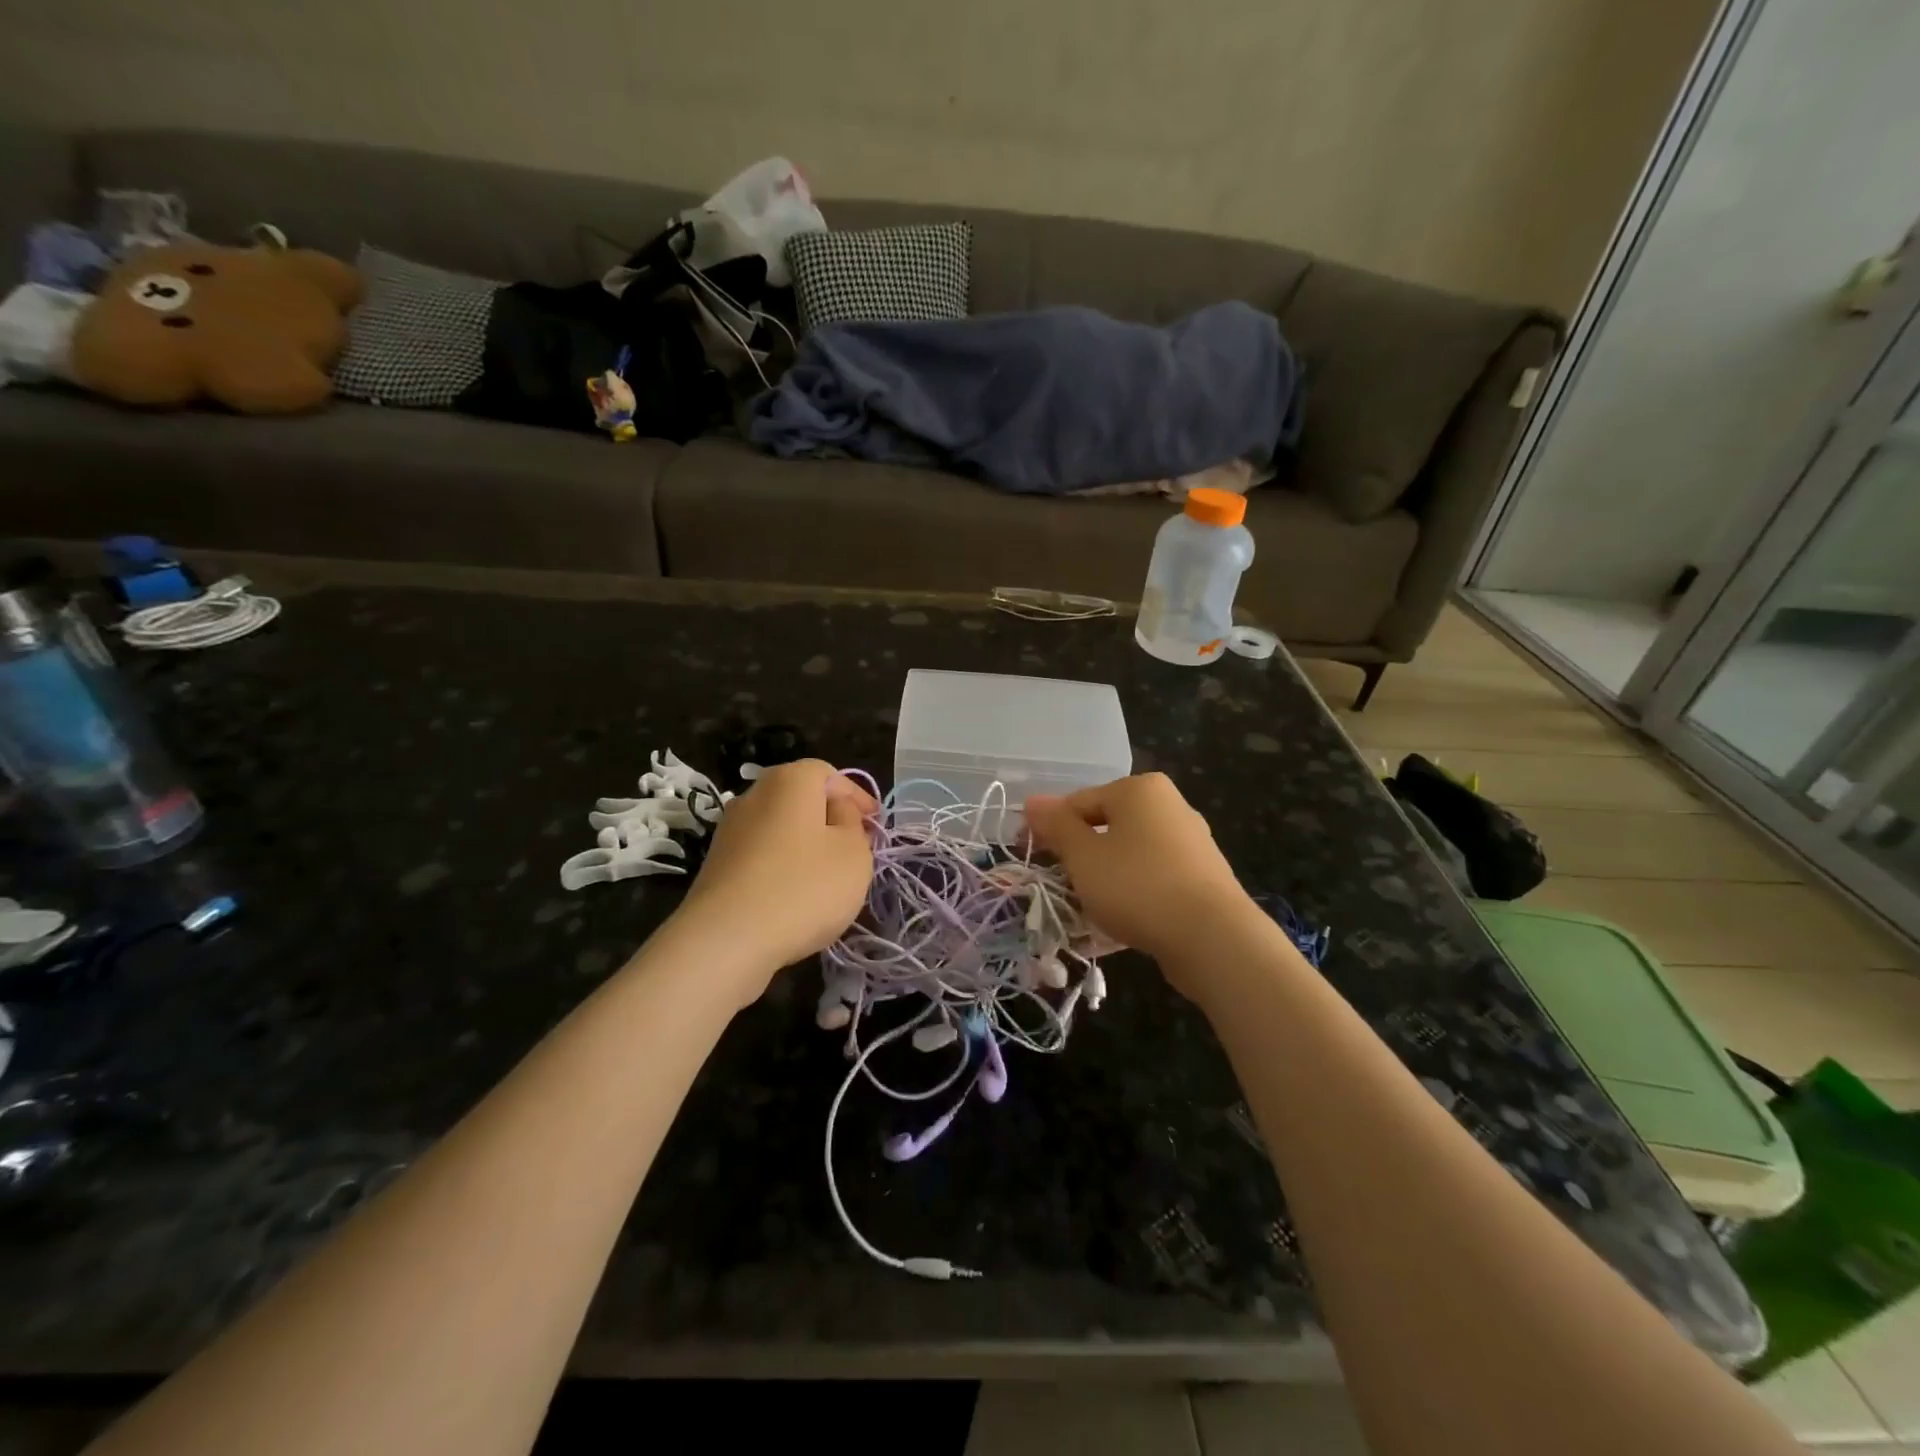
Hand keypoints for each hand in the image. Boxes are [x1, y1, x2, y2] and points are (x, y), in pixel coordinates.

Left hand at [680, 760, 875, 978]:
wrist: (727, 939)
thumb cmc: (804, 887)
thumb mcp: (853, 852)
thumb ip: (853, 823)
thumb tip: (838, 811)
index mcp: (790, 780)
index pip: (829, 773)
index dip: (856, 796)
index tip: (875, 824)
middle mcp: (754, 795)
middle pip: (801, 798)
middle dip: (830, 820)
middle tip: (855, 848)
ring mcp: (730, 830)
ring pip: (781, 828)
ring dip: (806, 845)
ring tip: (828, 878)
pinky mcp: (717, 864)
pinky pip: (762, 855)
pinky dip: (782, 866)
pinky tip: (795, 897)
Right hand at [1024, 774, 1252, 969]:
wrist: (1213, 938)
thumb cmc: (1137, 885)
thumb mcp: (1083, 855)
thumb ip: (1056, 826)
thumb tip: (1032, 802)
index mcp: (1139, 789)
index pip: (1078, 801)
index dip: (1048, 828)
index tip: (1029, 855)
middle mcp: (1169, 805)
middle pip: (1106, 825)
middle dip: (1078, 853)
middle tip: (1059, 883)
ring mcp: (1191, 841)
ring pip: (1129, 853)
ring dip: (1103, 875)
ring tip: (1087, 905)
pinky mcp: (1202, 876)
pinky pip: (1152, 876)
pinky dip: (1132, 891)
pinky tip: (1121, 918)